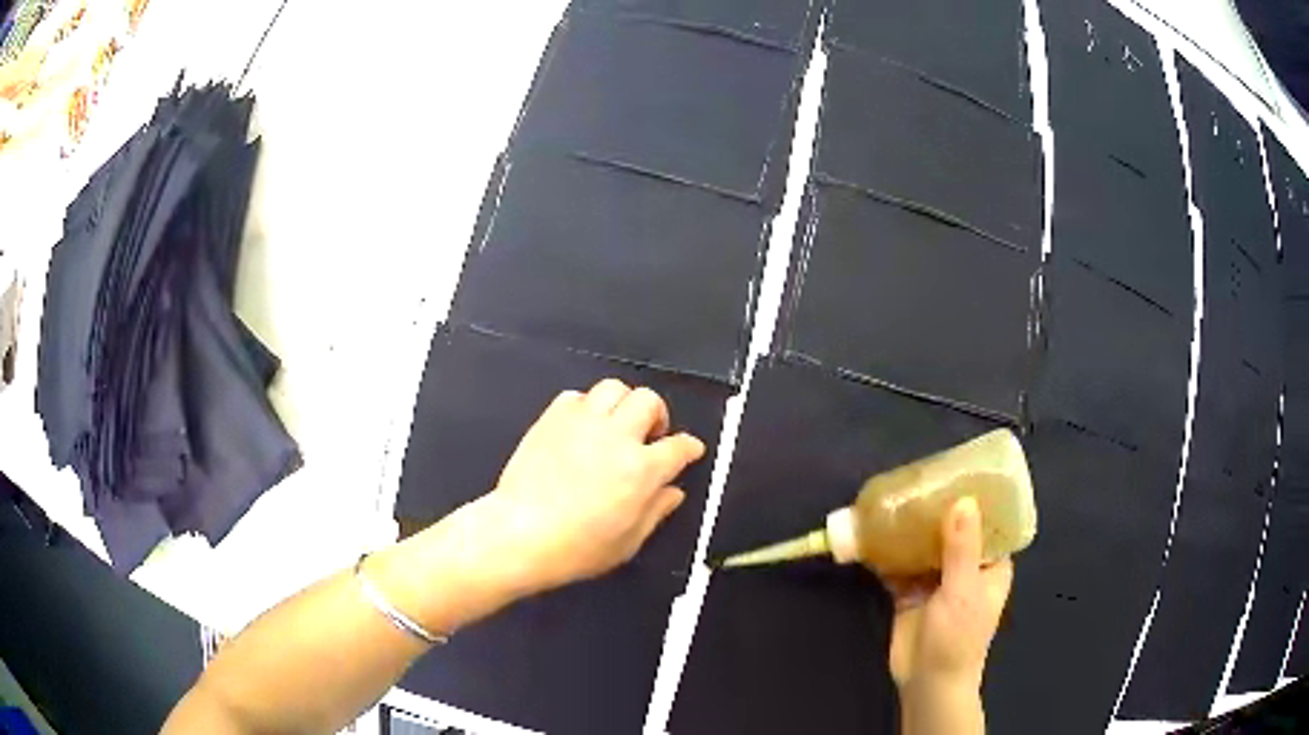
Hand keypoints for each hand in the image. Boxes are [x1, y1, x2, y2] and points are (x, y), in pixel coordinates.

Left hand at [470, 379, 705, 596]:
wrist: (521, 533)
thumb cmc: (577, 548)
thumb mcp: (628, 542)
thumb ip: (656, 511)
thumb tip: (673, 492)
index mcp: (642, 470)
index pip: (679, 446)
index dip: (689, 447)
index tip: (689, 449)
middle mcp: (617, 437)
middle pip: (648, 401)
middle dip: (657, 415)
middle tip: (648, 436)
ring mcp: (583, 423)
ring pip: (614, 388)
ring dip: (622, 404)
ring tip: (616, 425)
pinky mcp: (552, 418)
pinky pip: (576, 396)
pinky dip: (586, 407)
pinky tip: (582, 428)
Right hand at [887, 497, 1011, 692]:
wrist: (926, 683)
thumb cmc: (958, 638)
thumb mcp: (964, 591)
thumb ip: (962, 548)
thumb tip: (962, 500)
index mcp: (989, 565)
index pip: (989, 523)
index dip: (978, 498)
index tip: (960, 472)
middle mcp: (964, 567)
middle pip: (952, 530)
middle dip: (936, 509)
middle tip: (918, 480)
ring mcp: (935, 580)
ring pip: (923, 546)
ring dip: (910, 528)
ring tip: (893, 499)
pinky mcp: (909, 594)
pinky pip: (898, 566)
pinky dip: (887, 552)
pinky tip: (872, 533)